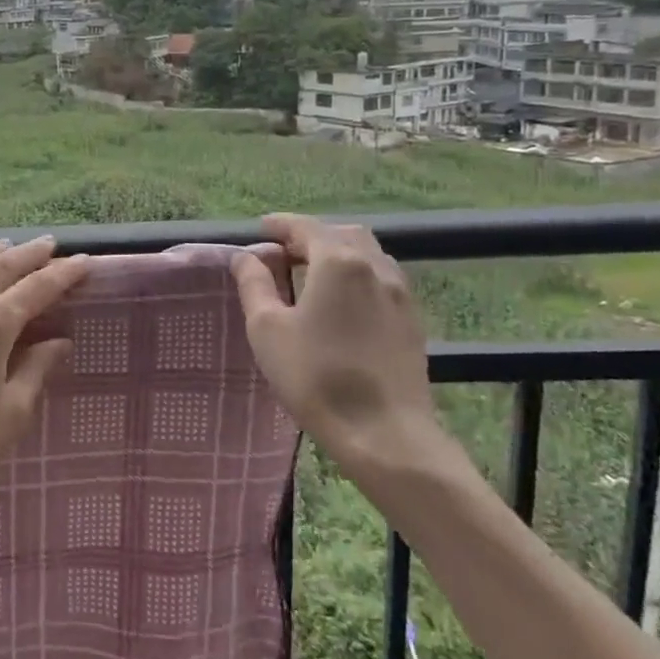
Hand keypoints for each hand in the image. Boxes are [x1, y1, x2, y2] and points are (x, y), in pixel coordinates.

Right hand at [232, 214, 446, 473]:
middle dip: (312, 236)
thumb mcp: (267, 329)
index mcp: (337, 261)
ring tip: (313, 276)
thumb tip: (246, 257)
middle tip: (285, 254)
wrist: (384, 433)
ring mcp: (400, 293)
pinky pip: (382, 280)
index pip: (305, 227)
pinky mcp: (412, 320)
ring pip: (367, 255)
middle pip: (342, 234)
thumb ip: (254, 284)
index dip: (280, 225)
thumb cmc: (316, 376)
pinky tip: (343, 303)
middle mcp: (374, 266)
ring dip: (338, 254)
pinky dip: (358, 275)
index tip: (261, 229)